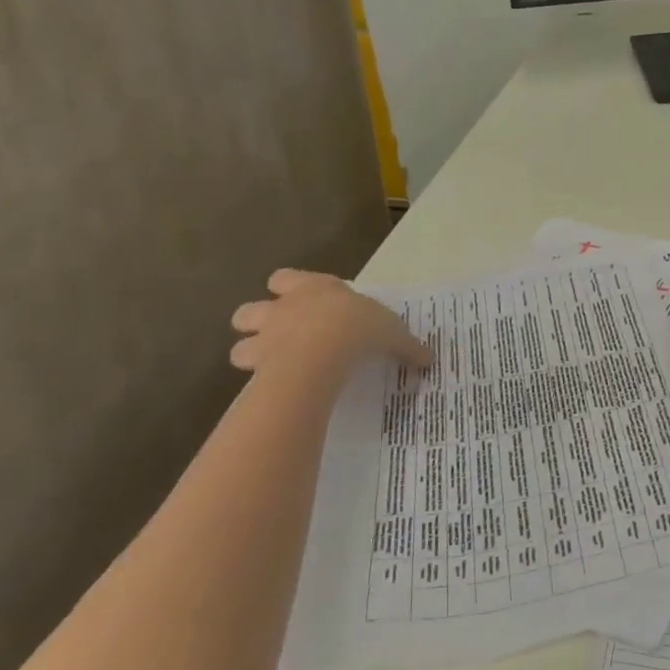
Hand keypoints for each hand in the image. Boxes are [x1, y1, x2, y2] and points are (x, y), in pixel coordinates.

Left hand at [229, 269, 428, 375]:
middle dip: (259, 323)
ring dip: (252, 355)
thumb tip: (429, 360)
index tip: (302, 301)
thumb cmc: (358, 327)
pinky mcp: (256, 368)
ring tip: (273, 368)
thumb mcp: (392, 332)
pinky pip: (248, 377)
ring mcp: (265, 337)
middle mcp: (282, 308)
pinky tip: (275, 391)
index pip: (284, 279)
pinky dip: (257, 384)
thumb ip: (406, 345)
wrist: (323, 351)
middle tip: (280, 337)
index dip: (288, 289)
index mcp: (313, 288)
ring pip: (240, 345)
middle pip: (250, 310)